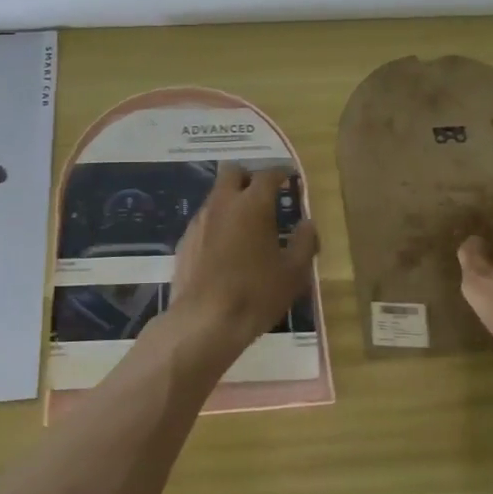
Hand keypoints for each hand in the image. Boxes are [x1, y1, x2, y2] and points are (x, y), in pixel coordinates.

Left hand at [167, 164, 318, 367]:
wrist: (204, 322)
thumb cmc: (256, 294)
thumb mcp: (293, 273)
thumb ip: (304, 243)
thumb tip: (307, 224)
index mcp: (252, 204)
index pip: (267, 174)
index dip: (280, 173)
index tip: (288, 179)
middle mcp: (223, 203)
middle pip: (232, 172)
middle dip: (248, 177)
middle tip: (262, 196)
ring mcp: (200, 220)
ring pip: (216, 195)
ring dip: (231, 201)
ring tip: (245, 228)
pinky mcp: (184, 240)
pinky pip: (204, 220)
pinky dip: (217, 225)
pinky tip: (224, 250)